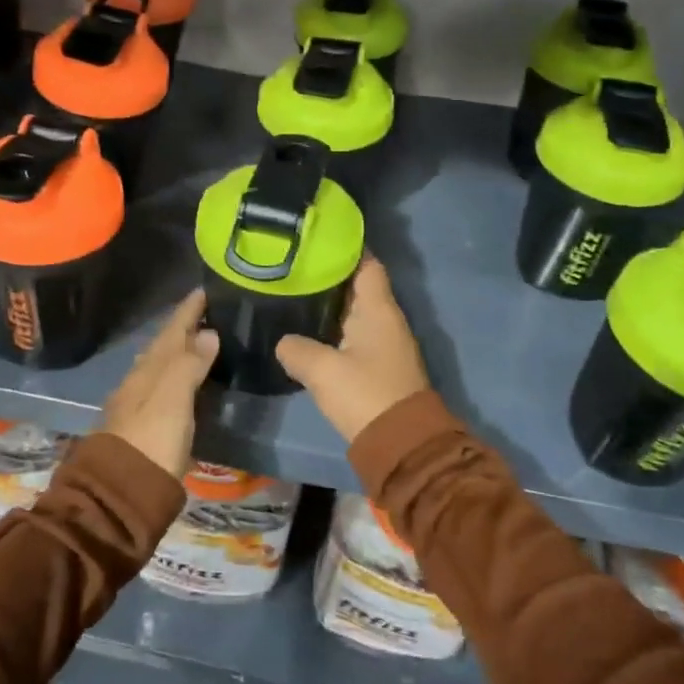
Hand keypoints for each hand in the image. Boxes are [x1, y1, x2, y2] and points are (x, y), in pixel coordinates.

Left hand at [100, 290, 219, 478]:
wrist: (120, 493)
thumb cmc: (152, 441)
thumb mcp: (173, 399)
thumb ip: (190, 365)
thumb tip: (208, 333)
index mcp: (149, 370)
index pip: (171, 331)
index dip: (187, 311)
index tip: (203, 291)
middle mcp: (140, 381)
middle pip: (163, 346)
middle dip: (183, 328)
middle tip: (206, 313)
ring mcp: (137, 404)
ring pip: (160, 366)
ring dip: (178, 351)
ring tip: (198, 342)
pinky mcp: (143, 427)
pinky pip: (162, 387)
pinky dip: (175, 376)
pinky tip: (183, 383)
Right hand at [276, 257, 429, 443]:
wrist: (400, 445)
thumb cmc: (365, 395)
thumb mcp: (322, 370)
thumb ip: (297, 349)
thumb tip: (283, 342)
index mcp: (378, 309)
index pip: (366, 263)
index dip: (345, 248)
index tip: (316, 238)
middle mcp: (385, 319)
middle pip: (358, 285)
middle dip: (329, 274)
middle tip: (293, 265)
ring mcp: (384, 343)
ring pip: (354, 311)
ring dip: (330, 303)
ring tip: (294, 292)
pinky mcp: (379, 366)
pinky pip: (354, 334)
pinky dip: (334, 328)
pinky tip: (308, 331)